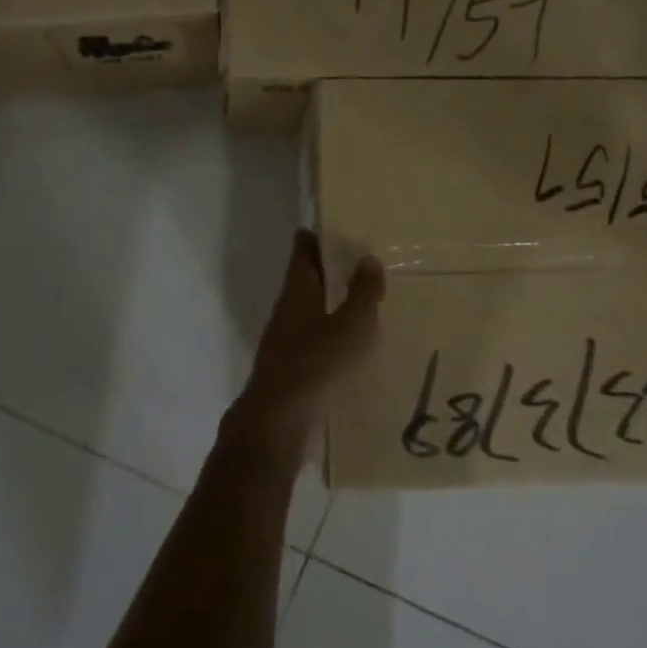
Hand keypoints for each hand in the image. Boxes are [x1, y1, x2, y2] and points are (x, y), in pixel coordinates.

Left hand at [223, 231, 384, 465]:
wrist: (279, 421)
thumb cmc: (318, 364)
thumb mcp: (352, 325)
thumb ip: (362, 292)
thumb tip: (367, 258)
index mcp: (297, 292)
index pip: (302, 254)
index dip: (313, 238)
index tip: (327, 225)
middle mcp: (286, 311)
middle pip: (303, 282)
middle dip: (324, 271)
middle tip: (354, 261)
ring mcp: (283, 342)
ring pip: (307, 312)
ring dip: (327, 304)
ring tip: (357, 303)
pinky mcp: (288, 369)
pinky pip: (310, 341)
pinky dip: (327, 334)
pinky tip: (347, 346)